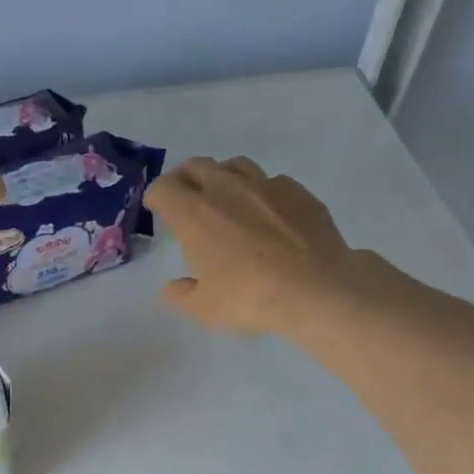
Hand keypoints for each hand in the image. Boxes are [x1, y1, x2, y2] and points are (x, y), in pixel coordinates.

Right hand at [144, 156, 363, 336]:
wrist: (316, 288)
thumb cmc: (249, 298)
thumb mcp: (204, 308)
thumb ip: (182, 294)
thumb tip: (172, 287)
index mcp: (194, 213)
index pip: (164, 188)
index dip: (156, 196)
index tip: (156, 208)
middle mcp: (226, 189)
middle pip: (196, 166)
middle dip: (185, 179)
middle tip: (185, 198)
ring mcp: (266, 185)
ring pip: (235, 165)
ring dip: (222, 177)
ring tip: (225, 198)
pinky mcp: (298, 192)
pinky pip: (272, 181)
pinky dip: (261, 192)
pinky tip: (267, 213)